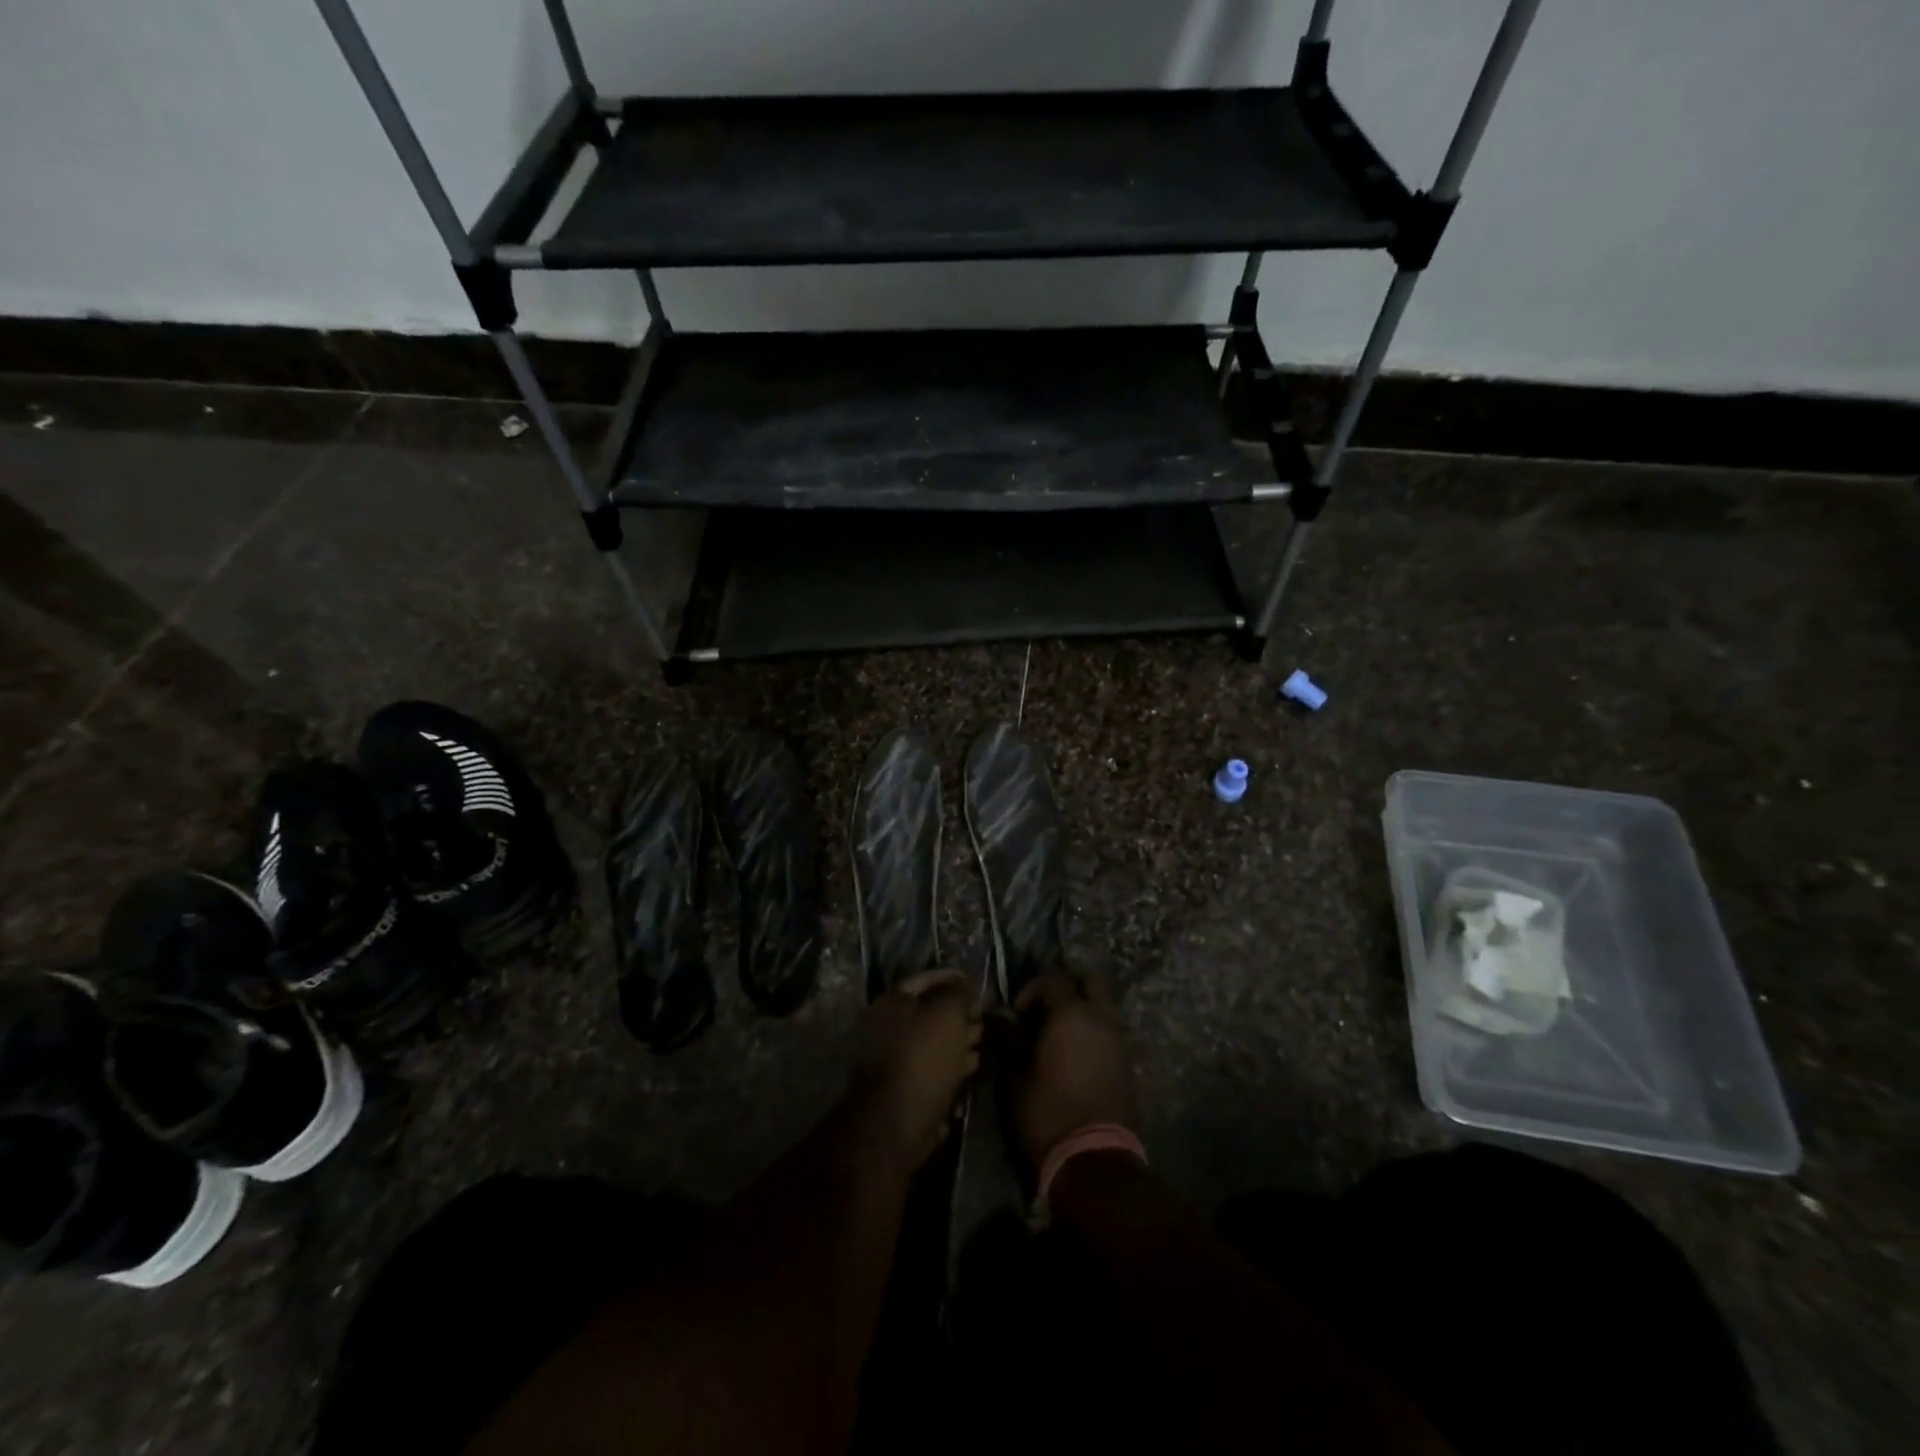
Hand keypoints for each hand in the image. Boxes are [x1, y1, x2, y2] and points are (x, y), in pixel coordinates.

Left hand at [853, 971, 980, 1168]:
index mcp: (891, 1002)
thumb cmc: (922, 1059)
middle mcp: (887, 1027)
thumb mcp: (947, 1016)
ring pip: (933, 1042)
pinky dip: (952, 1066)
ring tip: (984, 1042)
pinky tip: (972, 1067)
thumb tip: (967, 987)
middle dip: (960, 1013)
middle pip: (930, 1012)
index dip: (954, 978)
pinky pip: (933, 1069)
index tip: (978, 983)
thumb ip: (959, 995)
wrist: (896, 1124)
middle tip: (985, 1016)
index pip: (926, 979)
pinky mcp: (903, 1089)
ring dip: (960, 1041)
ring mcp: (893, 1060)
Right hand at [1008, 968, 1135, 1168]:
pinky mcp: (1129, 1062)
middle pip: (1092, 979)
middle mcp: (1100, 1018)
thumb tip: (1000, 1017)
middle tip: (1048, 1006)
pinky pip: (1111, 1030)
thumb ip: (1008, 1040)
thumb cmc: (1047, 1112)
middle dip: (1070, 984)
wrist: (1093, 1158)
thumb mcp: (1015, 1077)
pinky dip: (1095, 1030)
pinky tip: (1077, 1054)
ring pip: (1105, 1005)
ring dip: (1085, 1008)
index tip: (1018, 1012)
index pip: (1053, 977)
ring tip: (1060, 1034)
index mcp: (1071, 1014)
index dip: (1032, 987)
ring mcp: (1119, 1039)